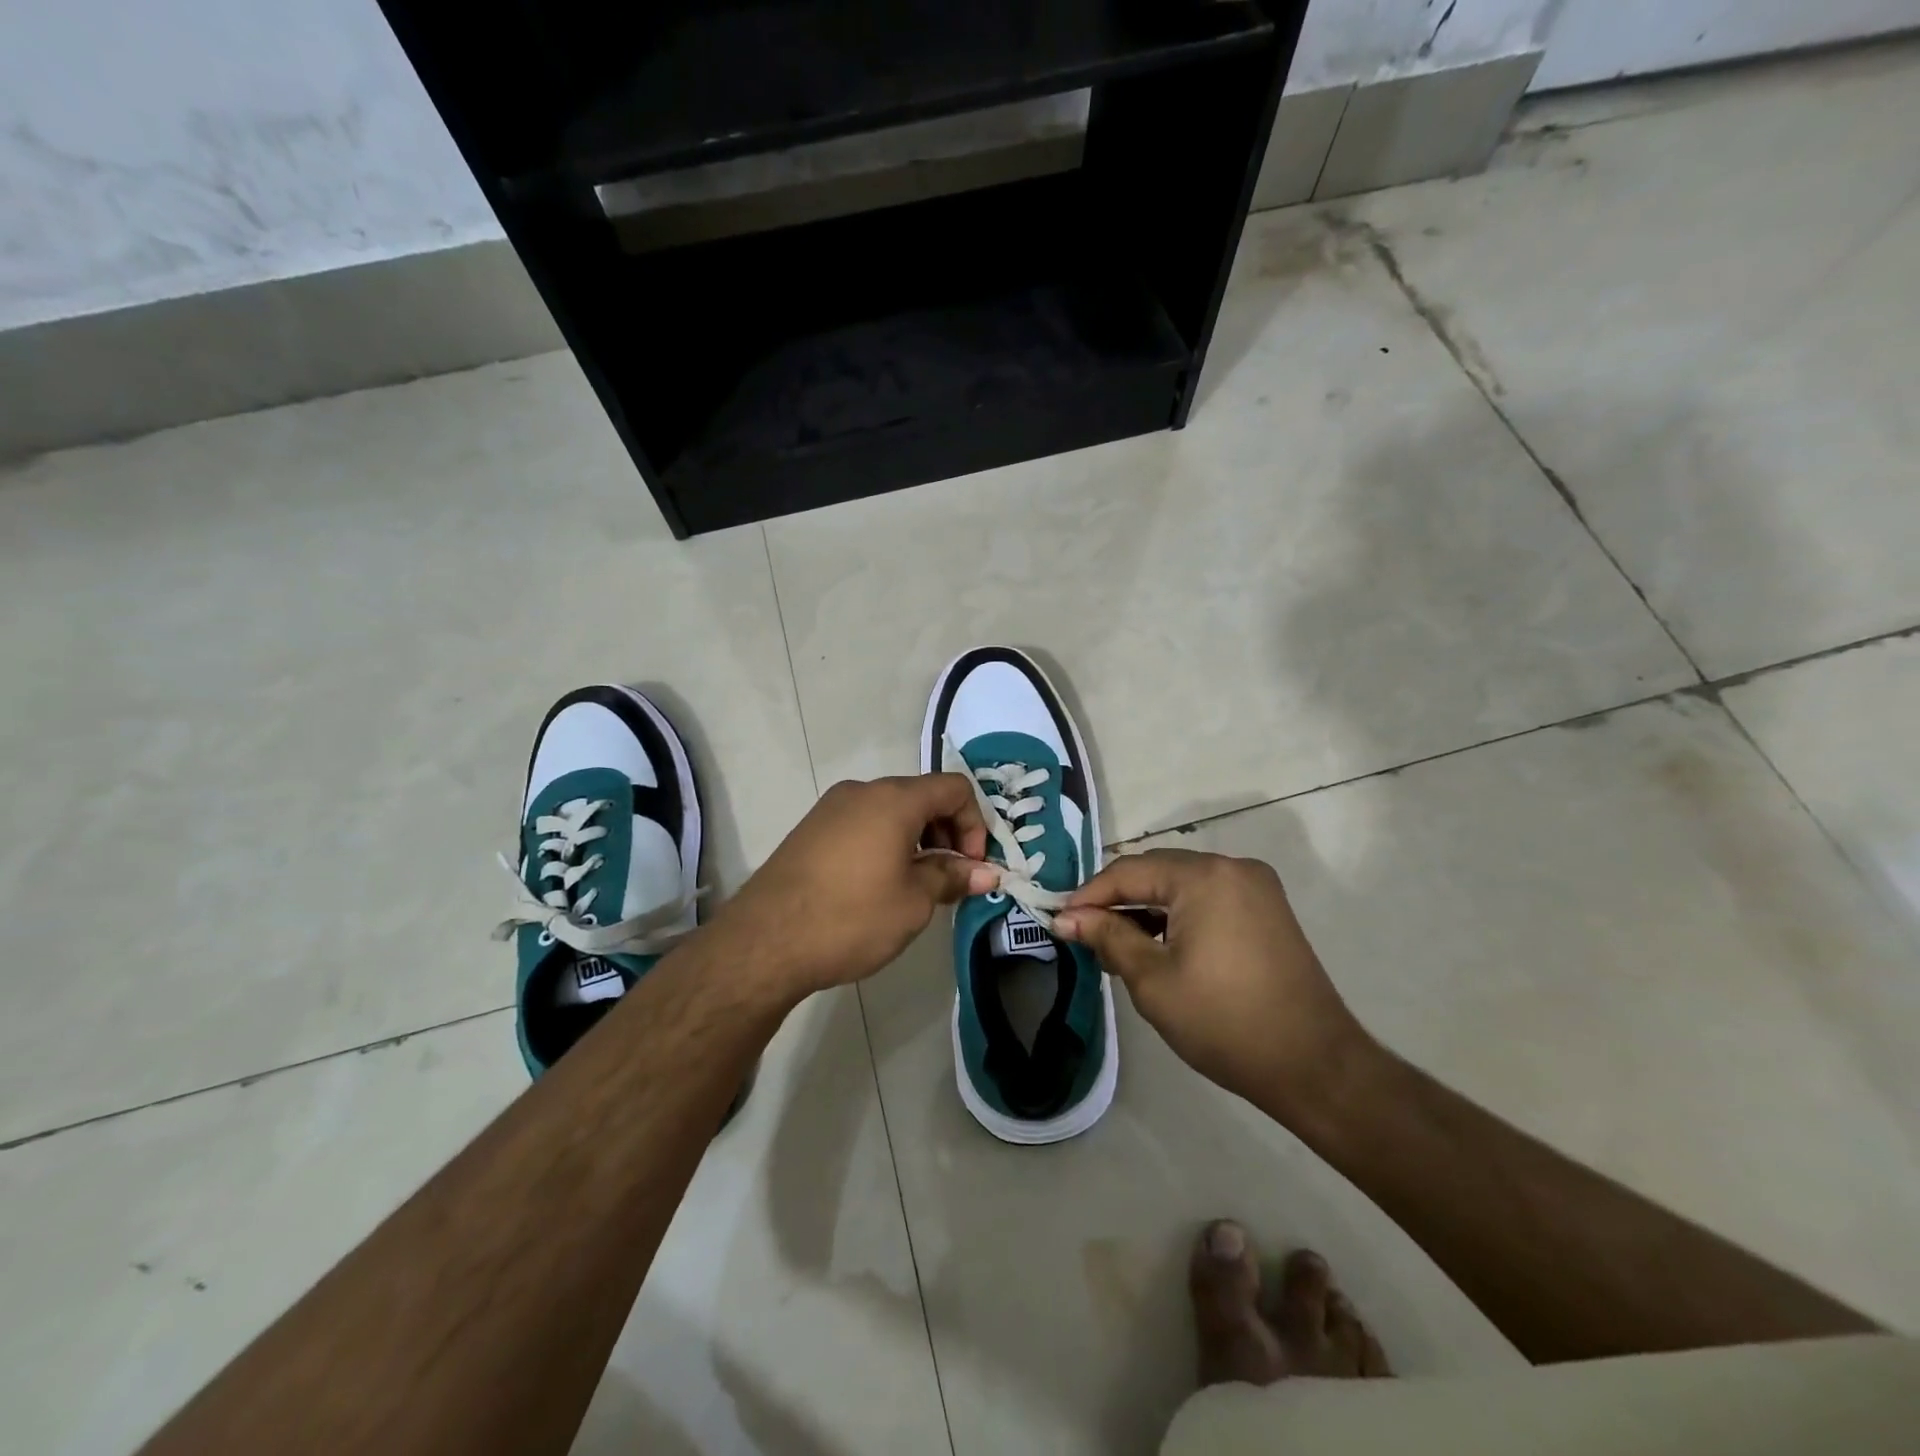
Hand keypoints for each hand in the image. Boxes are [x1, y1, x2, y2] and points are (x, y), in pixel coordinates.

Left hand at [709, 775, 999, 999]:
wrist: (764, 942)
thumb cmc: (851, 917)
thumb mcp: (913, 902)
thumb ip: (953, 877)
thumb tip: (988, 872)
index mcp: (894, 799)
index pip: (954, 788)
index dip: (975, 824)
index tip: (972, 866)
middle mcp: (862, 792)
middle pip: (922, 796)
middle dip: (947, 833)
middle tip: (950, 879)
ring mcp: (831, 808)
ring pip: (891, 811)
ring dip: (917, 840)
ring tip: (916, 887)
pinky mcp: (811, 830)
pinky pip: (863, 824)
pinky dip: (886, 844)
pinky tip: (879, 886)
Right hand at [1053, 849, 1375, 1122]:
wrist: (1315, 1066)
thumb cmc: (1225, 1022)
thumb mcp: (1153, 980)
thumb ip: (1108, 938)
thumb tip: (1066, 918)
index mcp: (1204, 876)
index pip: (1129, 872)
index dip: (1089, 896)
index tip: (1059, 921)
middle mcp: (1232, 867)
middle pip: (1156, 872)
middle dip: (1117, 901)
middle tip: (1085, 935)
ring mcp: (1255, 887)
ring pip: (1181, 885)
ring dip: (1146, 909)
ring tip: (1117, 946)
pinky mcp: (1267, 909)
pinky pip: (1207, 898)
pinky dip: (1177, 916)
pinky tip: (1158, 946)